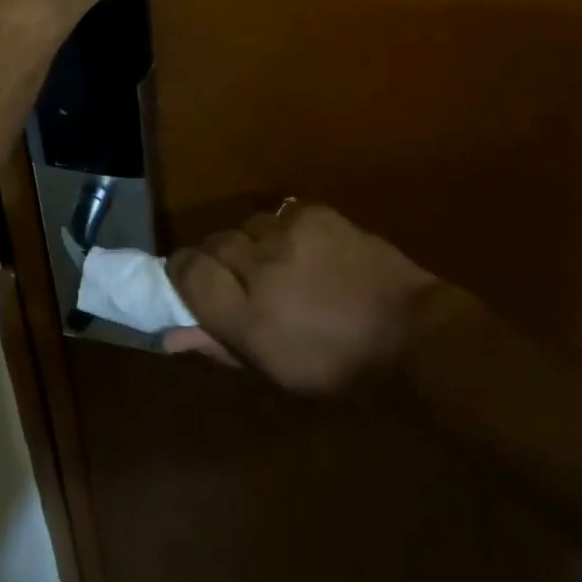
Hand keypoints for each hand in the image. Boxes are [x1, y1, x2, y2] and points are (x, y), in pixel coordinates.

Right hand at [166, 202, 450, 394]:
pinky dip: (282, 231)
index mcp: (247, 315)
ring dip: (251, 245)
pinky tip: (304, 251)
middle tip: (242, 284)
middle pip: (213, 244)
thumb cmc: (339, 369)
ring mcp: (289, 231)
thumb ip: (219, 345)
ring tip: (279, 267)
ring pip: (245, 226)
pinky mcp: (313, 210)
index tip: (190, 282)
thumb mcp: (275, 372)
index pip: (187, 271)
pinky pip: (278, 213)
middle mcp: (260, 265)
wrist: (410, 332)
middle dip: (218, 262)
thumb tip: (171, 332)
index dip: (181, 273)